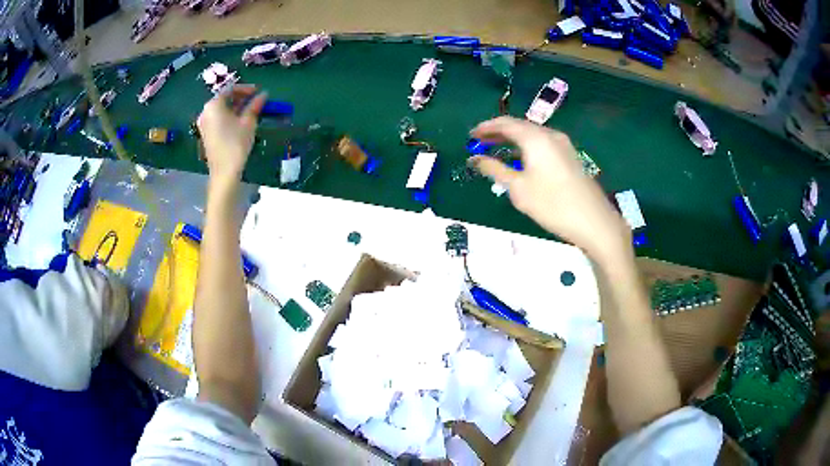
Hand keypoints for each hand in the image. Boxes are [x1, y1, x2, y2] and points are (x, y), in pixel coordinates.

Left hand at [197, 85, 266, 180]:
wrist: (224, 172)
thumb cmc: (236, 143)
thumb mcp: (248, 122)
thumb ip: (255, 105)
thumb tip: (264, 94)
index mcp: (214, 105)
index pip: (230, 89)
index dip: (246, 89)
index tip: (259, 92)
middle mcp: (206, 112)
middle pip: (225, 98)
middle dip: (241, 98)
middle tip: (256, 101)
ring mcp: (204, 124)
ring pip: (222, 109)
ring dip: (237, 107)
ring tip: (251, 111)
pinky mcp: (206, 134)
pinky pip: (218, 119)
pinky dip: (230, 116)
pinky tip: (241, 121)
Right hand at [471, 116, 630, 260]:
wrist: (594, 221)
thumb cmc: (552, 205)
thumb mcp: (518, 188)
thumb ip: (494, 169)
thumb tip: (474, 159)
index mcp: (535, 138)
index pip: (505, 123)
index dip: (485, 128)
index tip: (470, 136)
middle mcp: (550, 135)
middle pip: (519, 126)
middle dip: (498, 132)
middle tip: (479, 142)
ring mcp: (563, 145)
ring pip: (532, 135)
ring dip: (513, 140)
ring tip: (496, 150)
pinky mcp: (570, 156)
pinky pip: (542, 144)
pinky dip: (526, 147)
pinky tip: (521, 160)